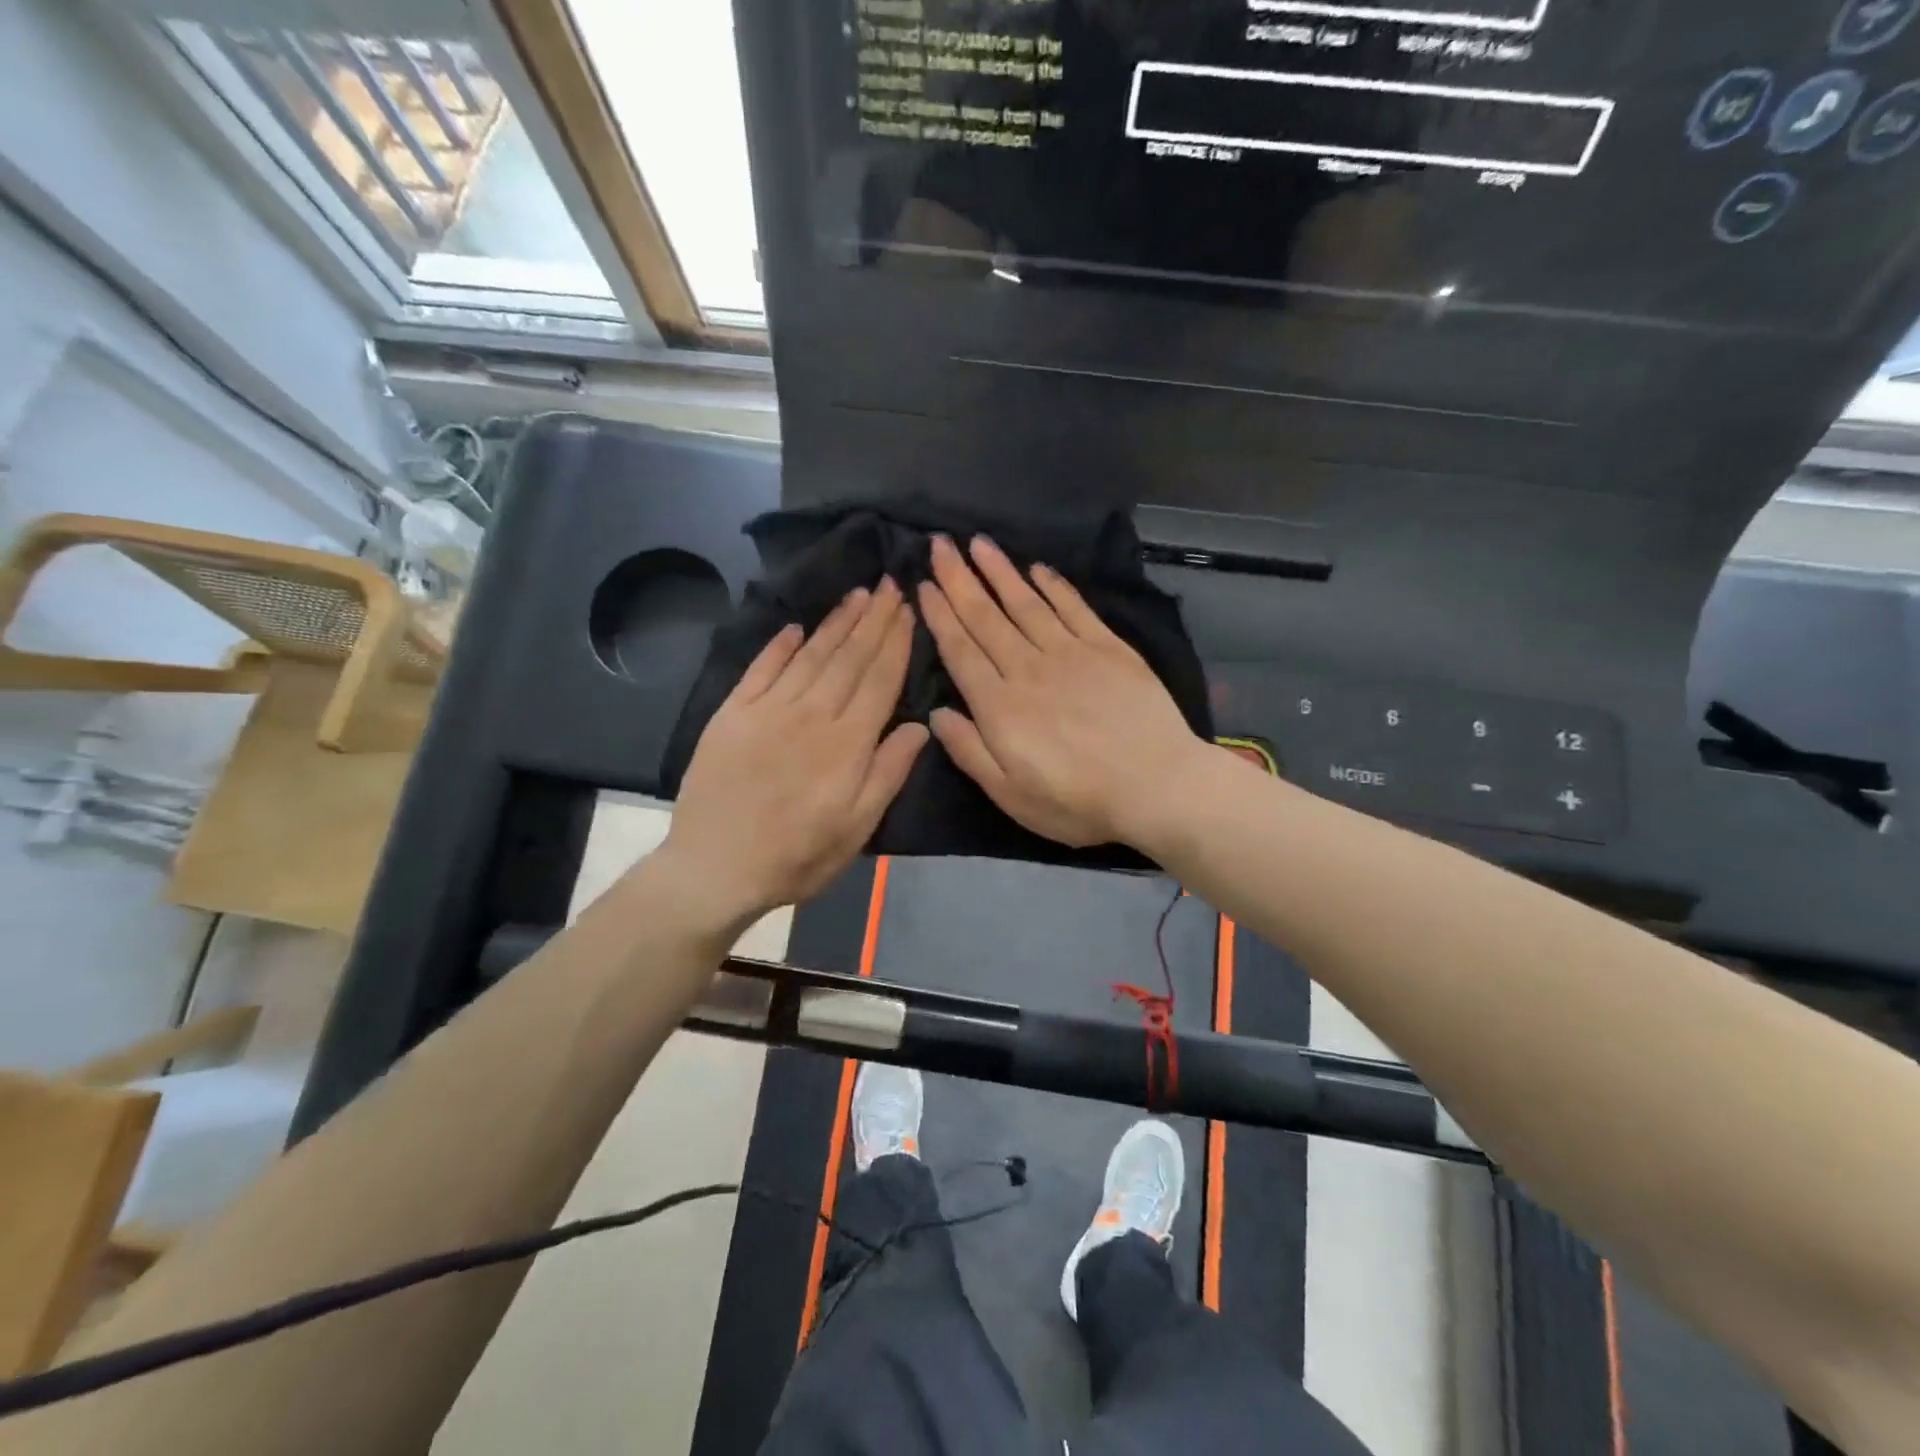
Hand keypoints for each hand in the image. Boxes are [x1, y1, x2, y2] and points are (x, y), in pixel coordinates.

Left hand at [658, 580, 926, 938]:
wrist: (714, 868)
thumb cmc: (797, 857)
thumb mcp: (857, 828)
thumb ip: (889, 772)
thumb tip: (921, 725)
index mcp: (847, 743)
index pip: (879, 679)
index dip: (896, 642)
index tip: (908, 609)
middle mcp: (810, 714)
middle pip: (849, 658)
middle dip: (873, 619)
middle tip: (889, 584)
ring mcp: (767, 710)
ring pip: (811, 655)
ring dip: (836, 622)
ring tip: (857, 594)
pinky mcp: (732, 714)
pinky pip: (761, 668)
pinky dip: (779, 645)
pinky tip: (796, 627)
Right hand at [918, 535, 1207, 849]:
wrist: (1158, 786)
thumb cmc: (1078, 801)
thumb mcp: (1010, 796)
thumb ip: (969, 752)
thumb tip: (936, 713)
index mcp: (1000, 706)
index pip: (961, 651)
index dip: (940, 616)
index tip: (924, 585)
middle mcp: (1029, 669)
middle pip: (987, 618)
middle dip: (959, 580)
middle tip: (939, 545)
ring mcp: (1071, 653)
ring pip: (1026, 603)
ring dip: (1000, 572)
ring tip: (978, 543)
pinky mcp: (1109, 649)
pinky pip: (1074, 608)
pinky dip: (1054, 586)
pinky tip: (1037, 569)